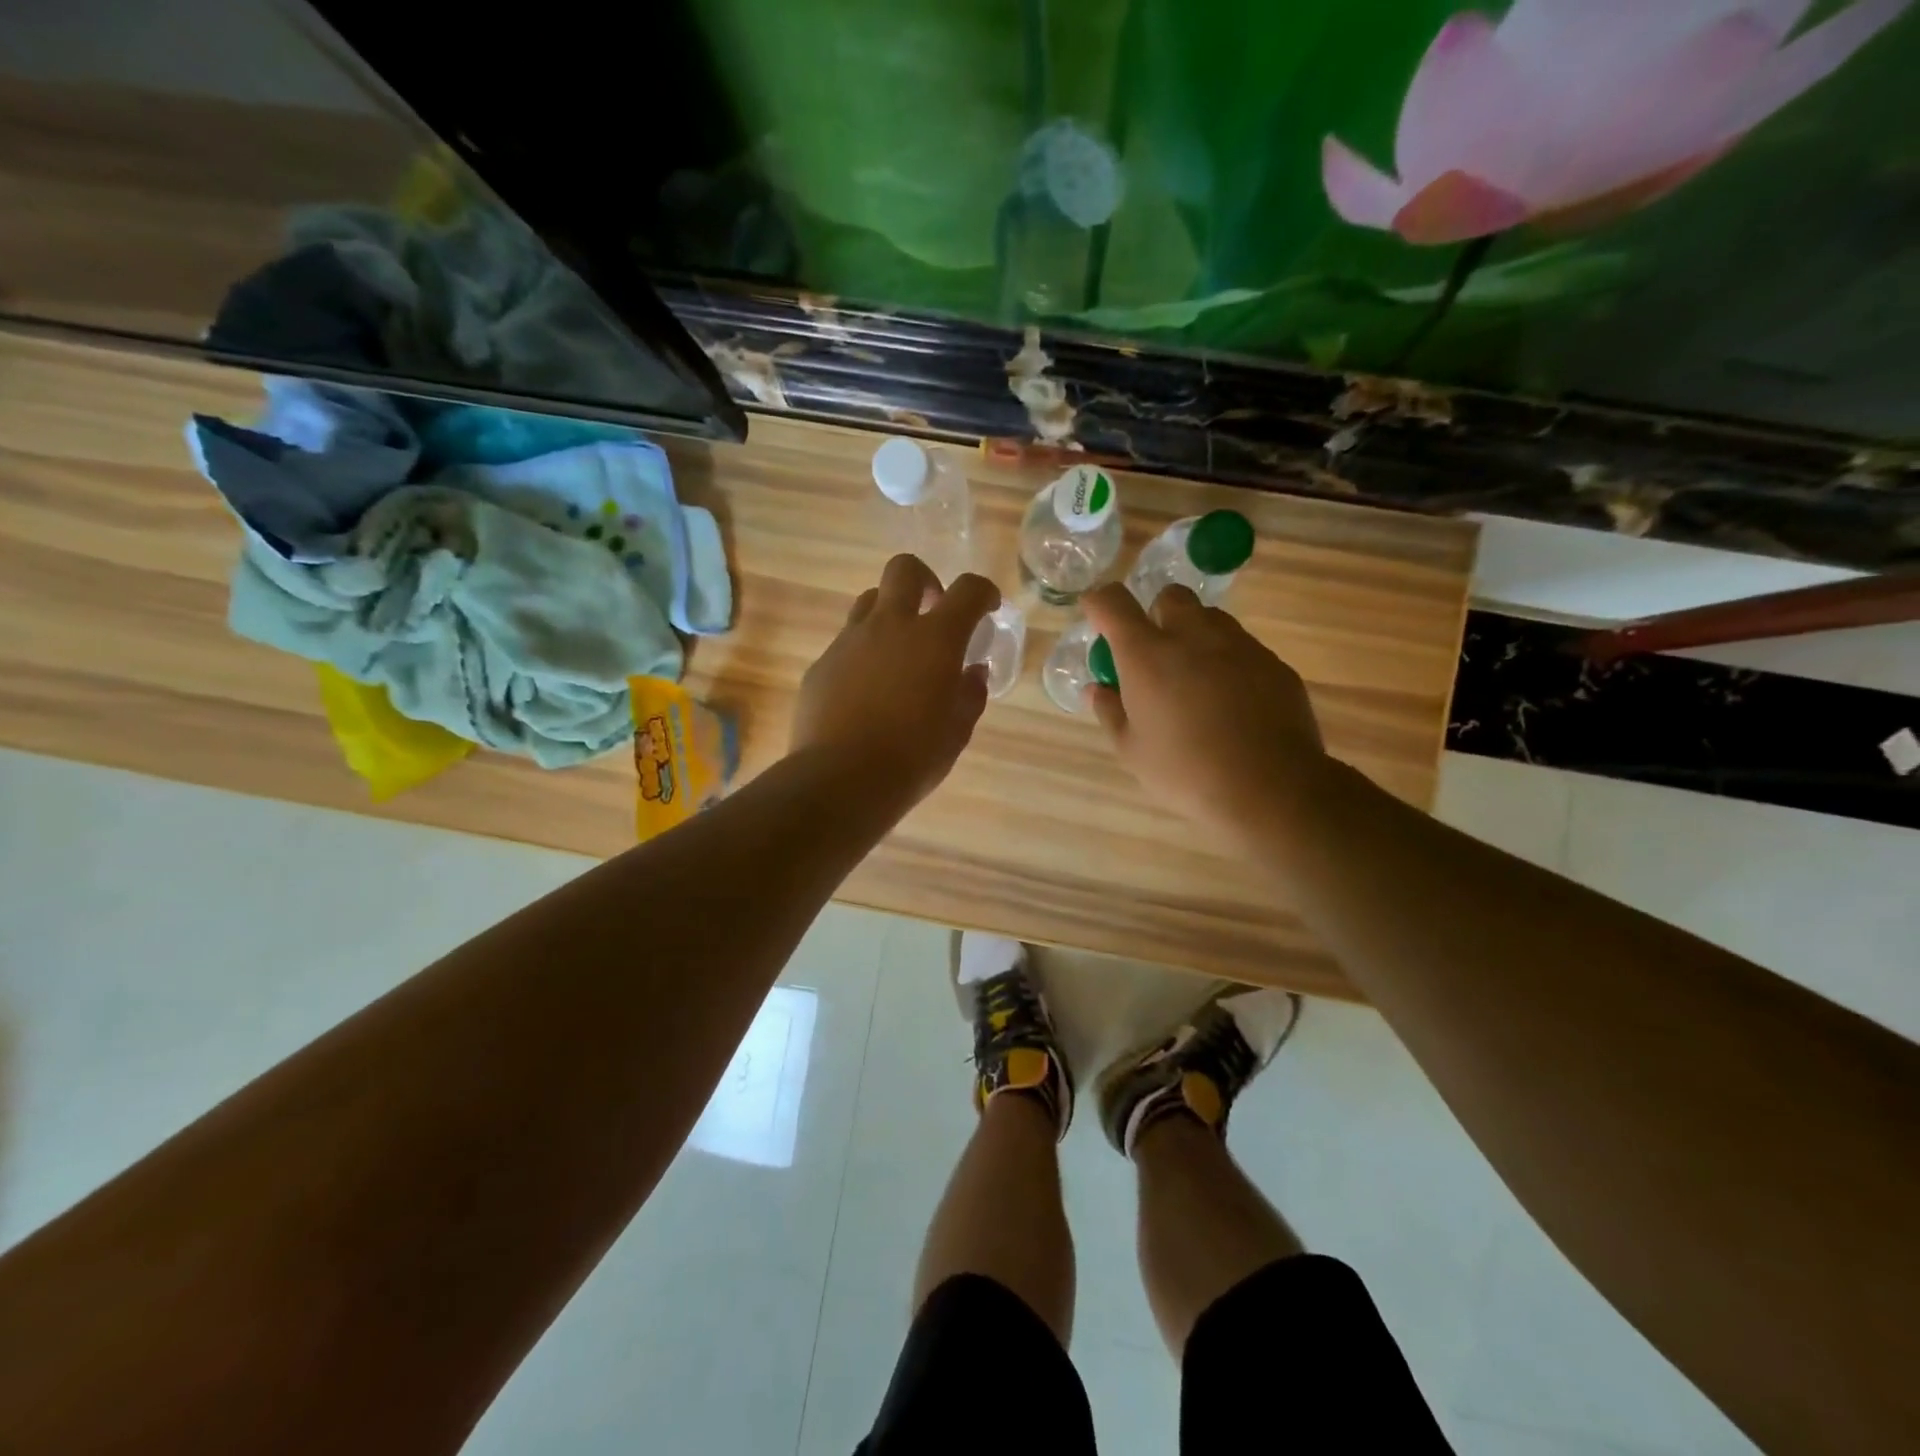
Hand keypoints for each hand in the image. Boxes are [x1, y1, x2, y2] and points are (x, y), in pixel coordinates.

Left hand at [790, 555, 999, 810]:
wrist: (841, 780)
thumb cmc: (913, 757)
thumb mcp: (957, 731)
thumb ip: (970, 694)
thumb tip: (972, 672)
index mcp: (935, 639)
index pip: (968, 590)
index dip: (983, 592)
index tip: (987, 608)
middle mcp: (890, 625)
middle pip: (904, 569)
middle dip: (925, 580)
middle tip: (933, 610)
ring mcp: (849, 641)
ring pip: (869, 601)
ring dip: (889, 613)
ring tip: (898, 651)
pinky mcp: (822, 664)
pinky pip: (846, 642)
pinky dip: (863, 653)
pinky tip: (865, 690)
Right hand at [1082, 582, 1332, 847]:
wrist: (1270, 787)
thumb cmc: (1186, 771)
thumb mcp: (1132, 750)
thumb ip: (1110, 711)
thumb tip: (1097, 689)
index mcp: (1147, 655)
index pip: (1112, 603)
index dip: (1099, 603)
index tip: (1096, 614)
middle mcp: (1192, 636)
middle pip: (1170, 596)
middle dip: (1156, 614)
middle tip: (1154, 655)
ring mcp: (1238, 645)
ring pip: (1210, 618)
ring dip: (1194, 635)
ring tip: (1195, 679)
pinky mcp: (1273, 662)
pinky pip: (1242, 647)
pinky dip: (1228, 662)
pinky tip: (1231, 702)